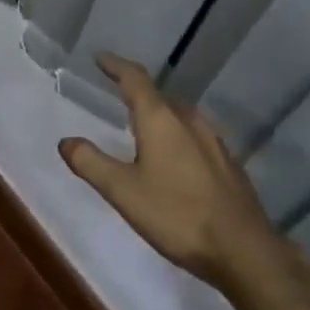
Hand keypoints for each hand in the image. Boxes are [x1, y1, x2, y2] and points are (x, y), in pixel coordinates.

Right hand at [60, 53, 297, 293]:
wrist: (244, 251)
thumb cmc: (177, 215)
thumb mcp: (123, 191)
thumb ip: (91, 163)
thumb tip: (65, 141)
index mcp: (161, 119)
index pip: (135, 79)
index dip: (116, 66)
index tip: (100, 58)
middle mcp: (189, 120)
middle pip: (159, 96)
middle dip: (137, 93)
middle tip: (118, 95)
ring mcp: (214, 141)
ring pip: (180, 116)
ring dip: (160, 115)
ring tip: (144, 126)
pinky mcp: (229, 164)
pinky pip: (195, 136)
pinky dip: (178, 136)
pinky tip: (176, 159)